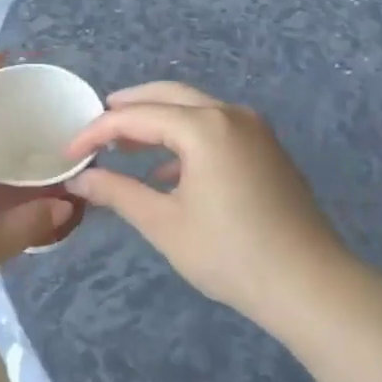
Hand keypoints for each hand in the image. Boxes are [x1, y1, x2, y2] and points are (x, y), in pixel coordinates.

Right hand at [63, 82, 357, 331]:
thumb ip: (117, 192)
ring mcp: (254, 129)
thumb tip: (80, 179)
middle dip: (128, 108)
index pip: (135, 116)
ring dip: (157, 121)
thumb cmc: (231, 254)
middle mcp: (229, 114)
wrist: (312, 286)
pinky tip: (168, 172)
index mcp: (203, 126)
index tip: (70, 152)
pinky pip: (216, 128)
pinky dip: (185, 138)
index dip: (97, 131)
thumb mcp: (164, 224)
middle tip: (96, 126)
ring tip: (125, 145)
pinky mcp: (267, 149)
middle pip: (167, 95)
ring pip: (194, 109)